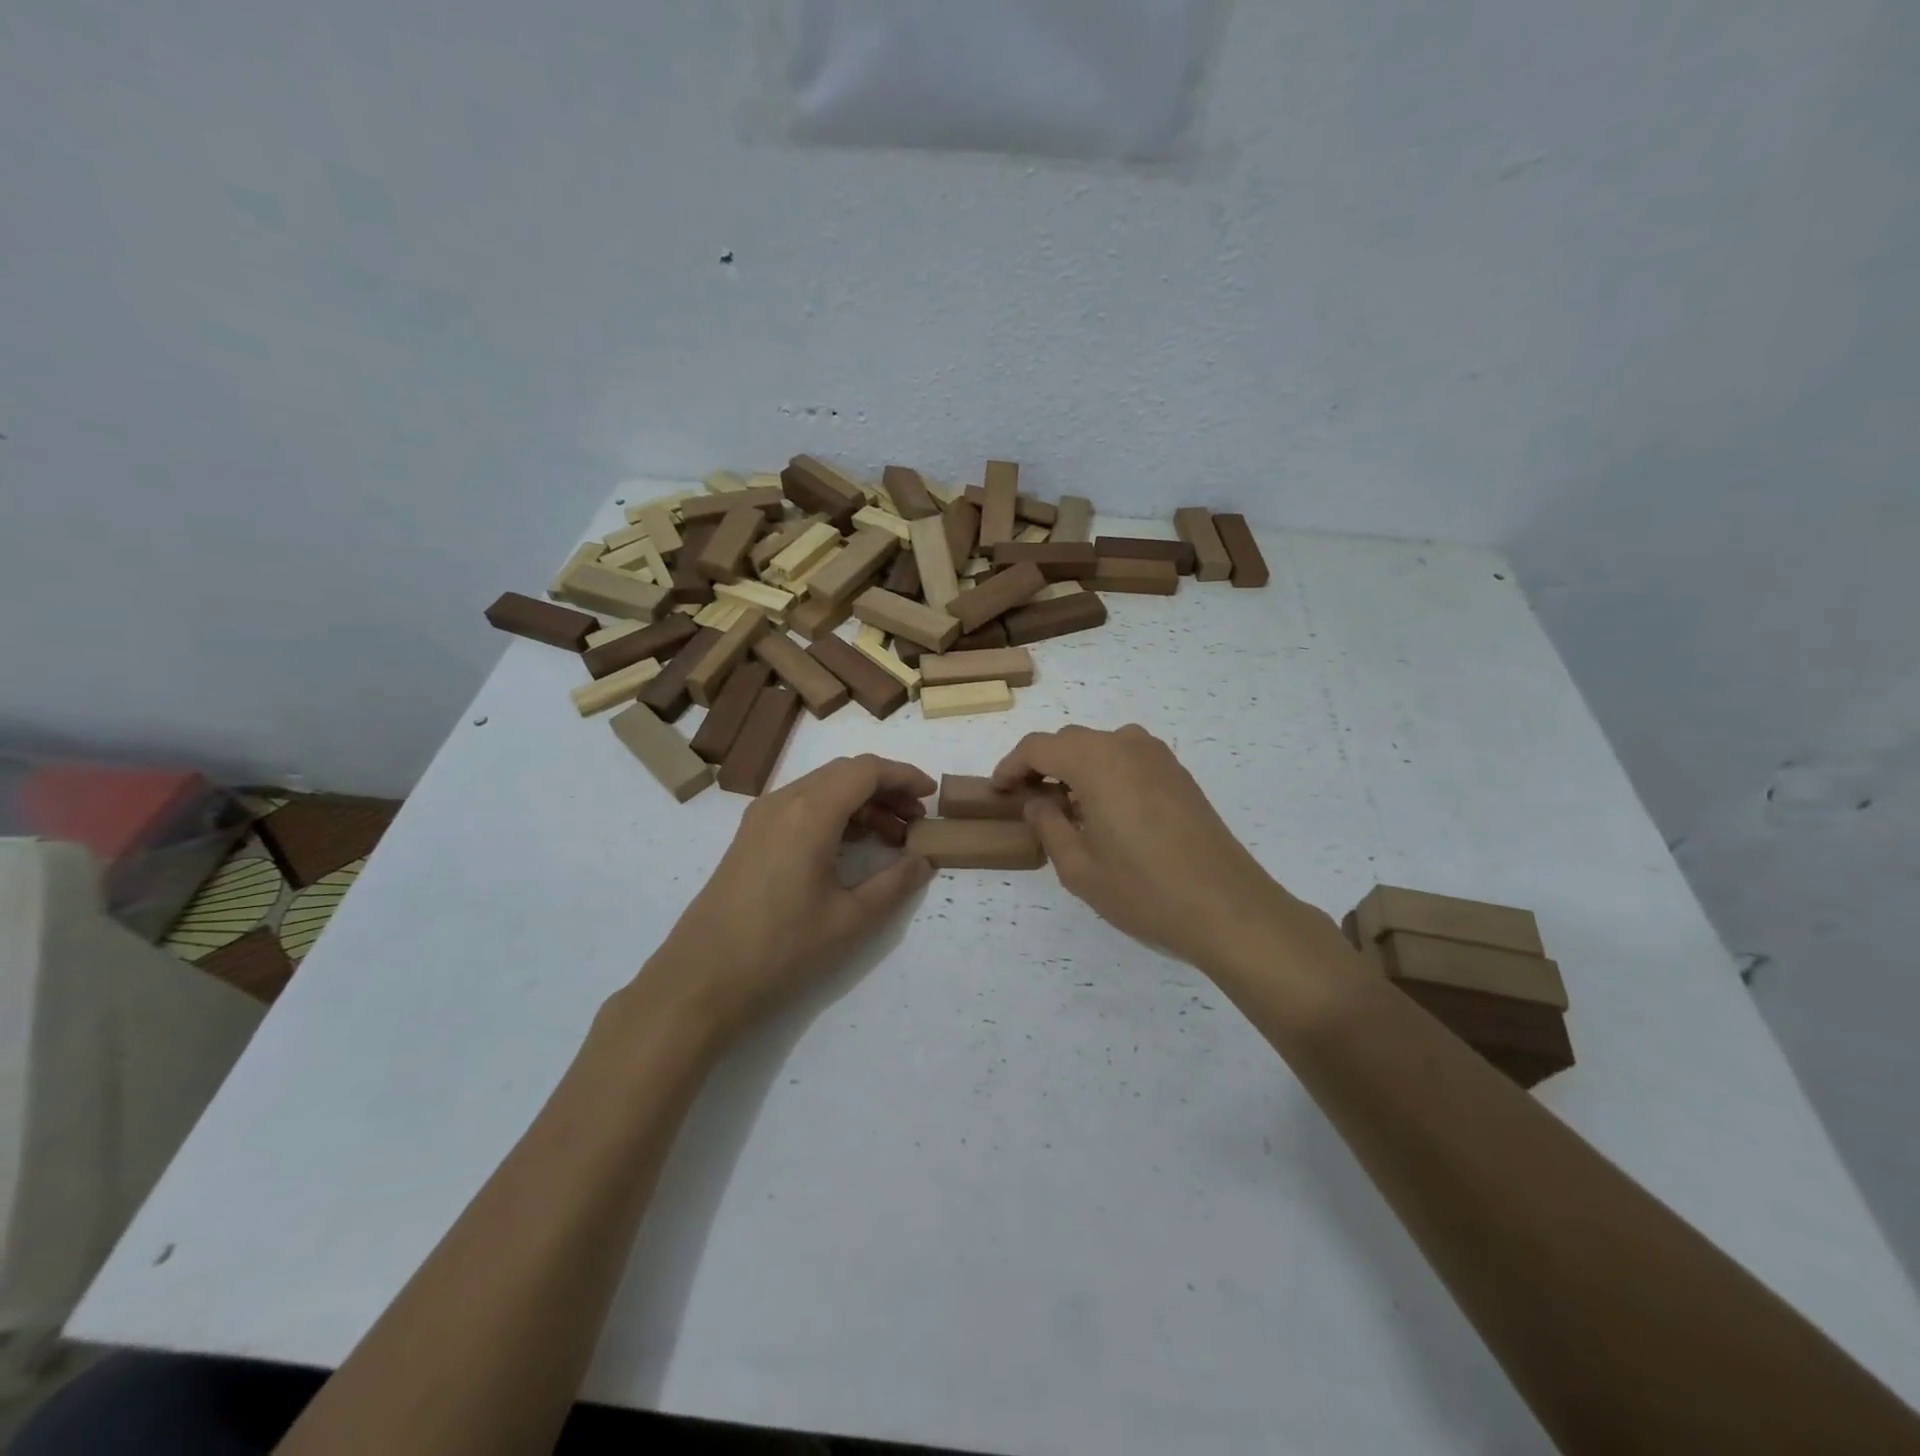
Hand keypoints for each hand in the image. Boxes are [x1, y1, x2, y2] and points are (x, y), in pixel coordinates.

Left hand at [635, 755, 935, 1039]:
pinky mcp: (750, 836)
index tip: (931, 795)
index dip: (904, 776)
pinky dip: (834, 814)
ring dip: (861, 802)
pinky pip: (801, 806)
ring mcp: (761, 817)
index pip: (866, 770)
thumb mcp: (850, 920)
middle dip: (886, 788)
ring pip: (822, 788)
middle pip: (844, 773)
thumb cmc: (781, 949)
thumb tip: (923, 861)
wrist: (700, 980)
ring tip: (892, 837)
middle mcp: (784, 801)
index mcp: (810, 813)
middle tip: (916, 820)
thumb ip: (894, 884)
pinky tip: (851, 846)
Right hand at [992, 725, 1310, 975]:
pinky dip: (1104, 773)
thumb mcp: (1079, 867)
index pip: (1038, 747)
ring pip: (1100, 747)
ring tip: (1065, 807)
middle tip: (1026, 801)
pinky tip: (1104, 810)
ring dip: (1074, 767)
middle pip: (1070, 741)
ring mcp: (1158, 757)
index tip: (997, 791)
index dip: (1011, 766)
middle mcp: (1126, 745)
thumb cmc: (1144, 890)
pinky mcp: (1179, 774)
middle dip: (1041, 765)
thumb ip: (1049, 825)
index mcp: (1096, 761)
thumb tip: (1037, 800)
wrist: (1227, 907)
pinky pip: (1128, 758)